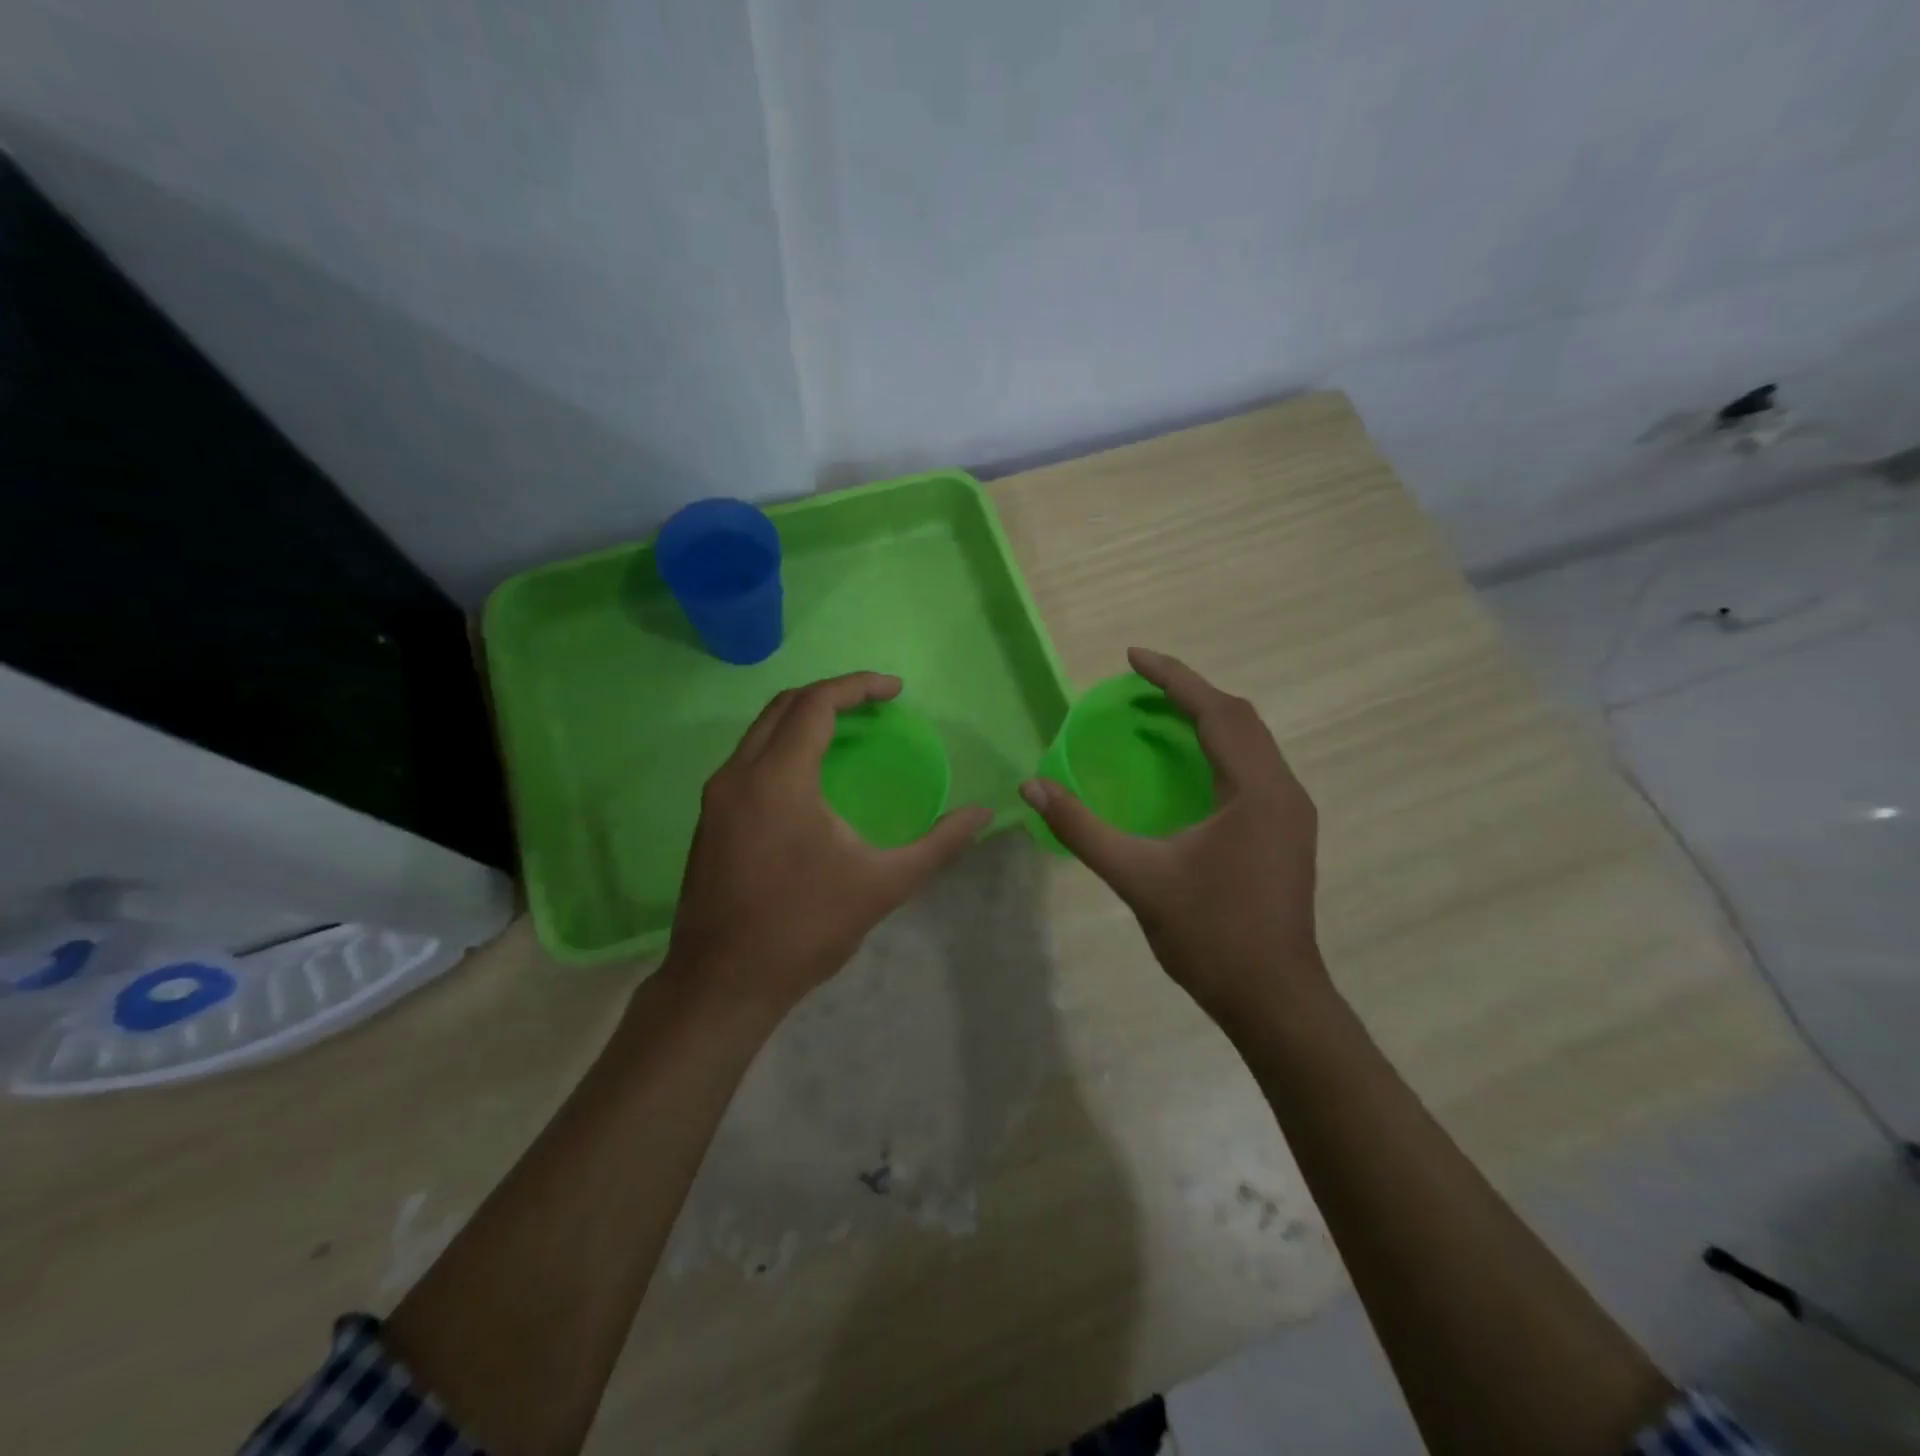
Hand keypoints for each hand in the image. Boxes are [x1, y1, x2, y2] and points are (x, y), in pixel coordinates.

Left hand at [665, 672, 992, 1015]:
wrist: (722, 983)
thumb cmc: (805, 928)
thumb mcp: (883, 885)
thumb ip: (938, 844)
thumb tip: (983, 814)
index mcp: (778, 779)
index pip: (816, 703)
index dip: (858, 686)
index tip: (895, 689)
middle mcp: (738, 775)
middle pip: (784, 706)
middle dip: (832, 694)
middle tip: (875, 704)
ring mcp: (716, 797)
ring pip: (760, 731)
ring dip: (804, 718)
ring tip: (848, 730)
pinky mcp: (708, 819)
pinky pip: (748, 759)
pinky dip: (783, 746)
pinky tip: (811, 775)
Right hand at [1020, 647, 1327, 1024]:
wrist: (1274, 999)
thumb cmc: (1210, 936)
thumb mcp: (1137, 877)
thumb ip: (1082, 829)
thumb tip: (1031, 788)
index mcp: (1257, 790)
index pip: (1216, 712)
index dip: (1173, 679)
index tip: (1133, 657)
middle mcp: (1284, 790)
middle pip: (1240, 718)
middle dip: (1191, 693)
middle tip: (1141, 686)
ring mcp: (1292, 813)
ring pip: (1252, 743)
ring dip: (1209, 719)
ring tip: (1160, 715)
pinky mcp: (1288, 833)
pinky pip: (1254, 768)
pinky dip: (1220, 749)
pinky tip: (1189, 766)